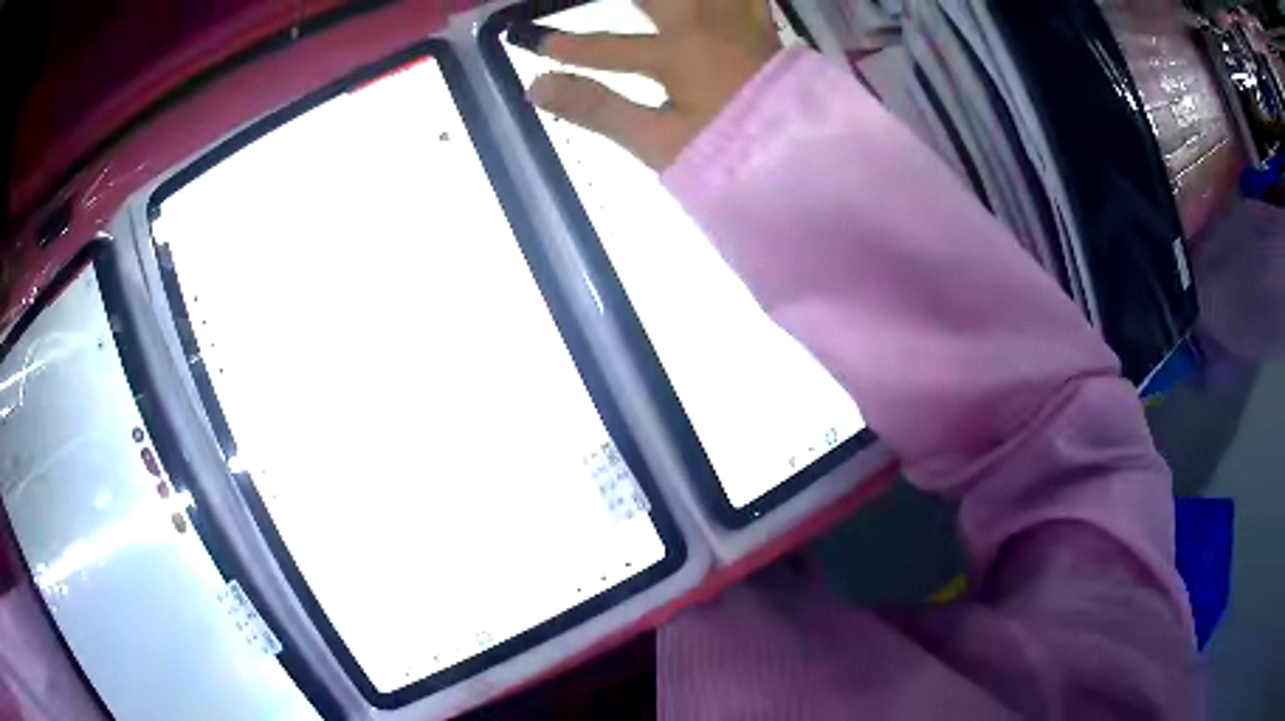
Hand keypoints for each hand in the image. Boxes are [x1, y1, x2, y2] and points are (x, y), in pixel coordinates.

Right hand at [513, 0, 782, 168]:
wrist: (807, 161)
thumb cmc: (732, 154)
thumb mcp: (658, 141)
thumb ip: (596, 109)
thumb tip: (536, 87)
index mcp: (676, 52)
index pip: (606, 47)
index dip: (566, 47)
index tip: (529, 40)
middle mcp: (707, 24)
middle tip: (577, 2)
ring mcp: (740, 21)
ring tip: (658, 2)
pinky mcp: (762, 27)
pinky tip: (717, 2)